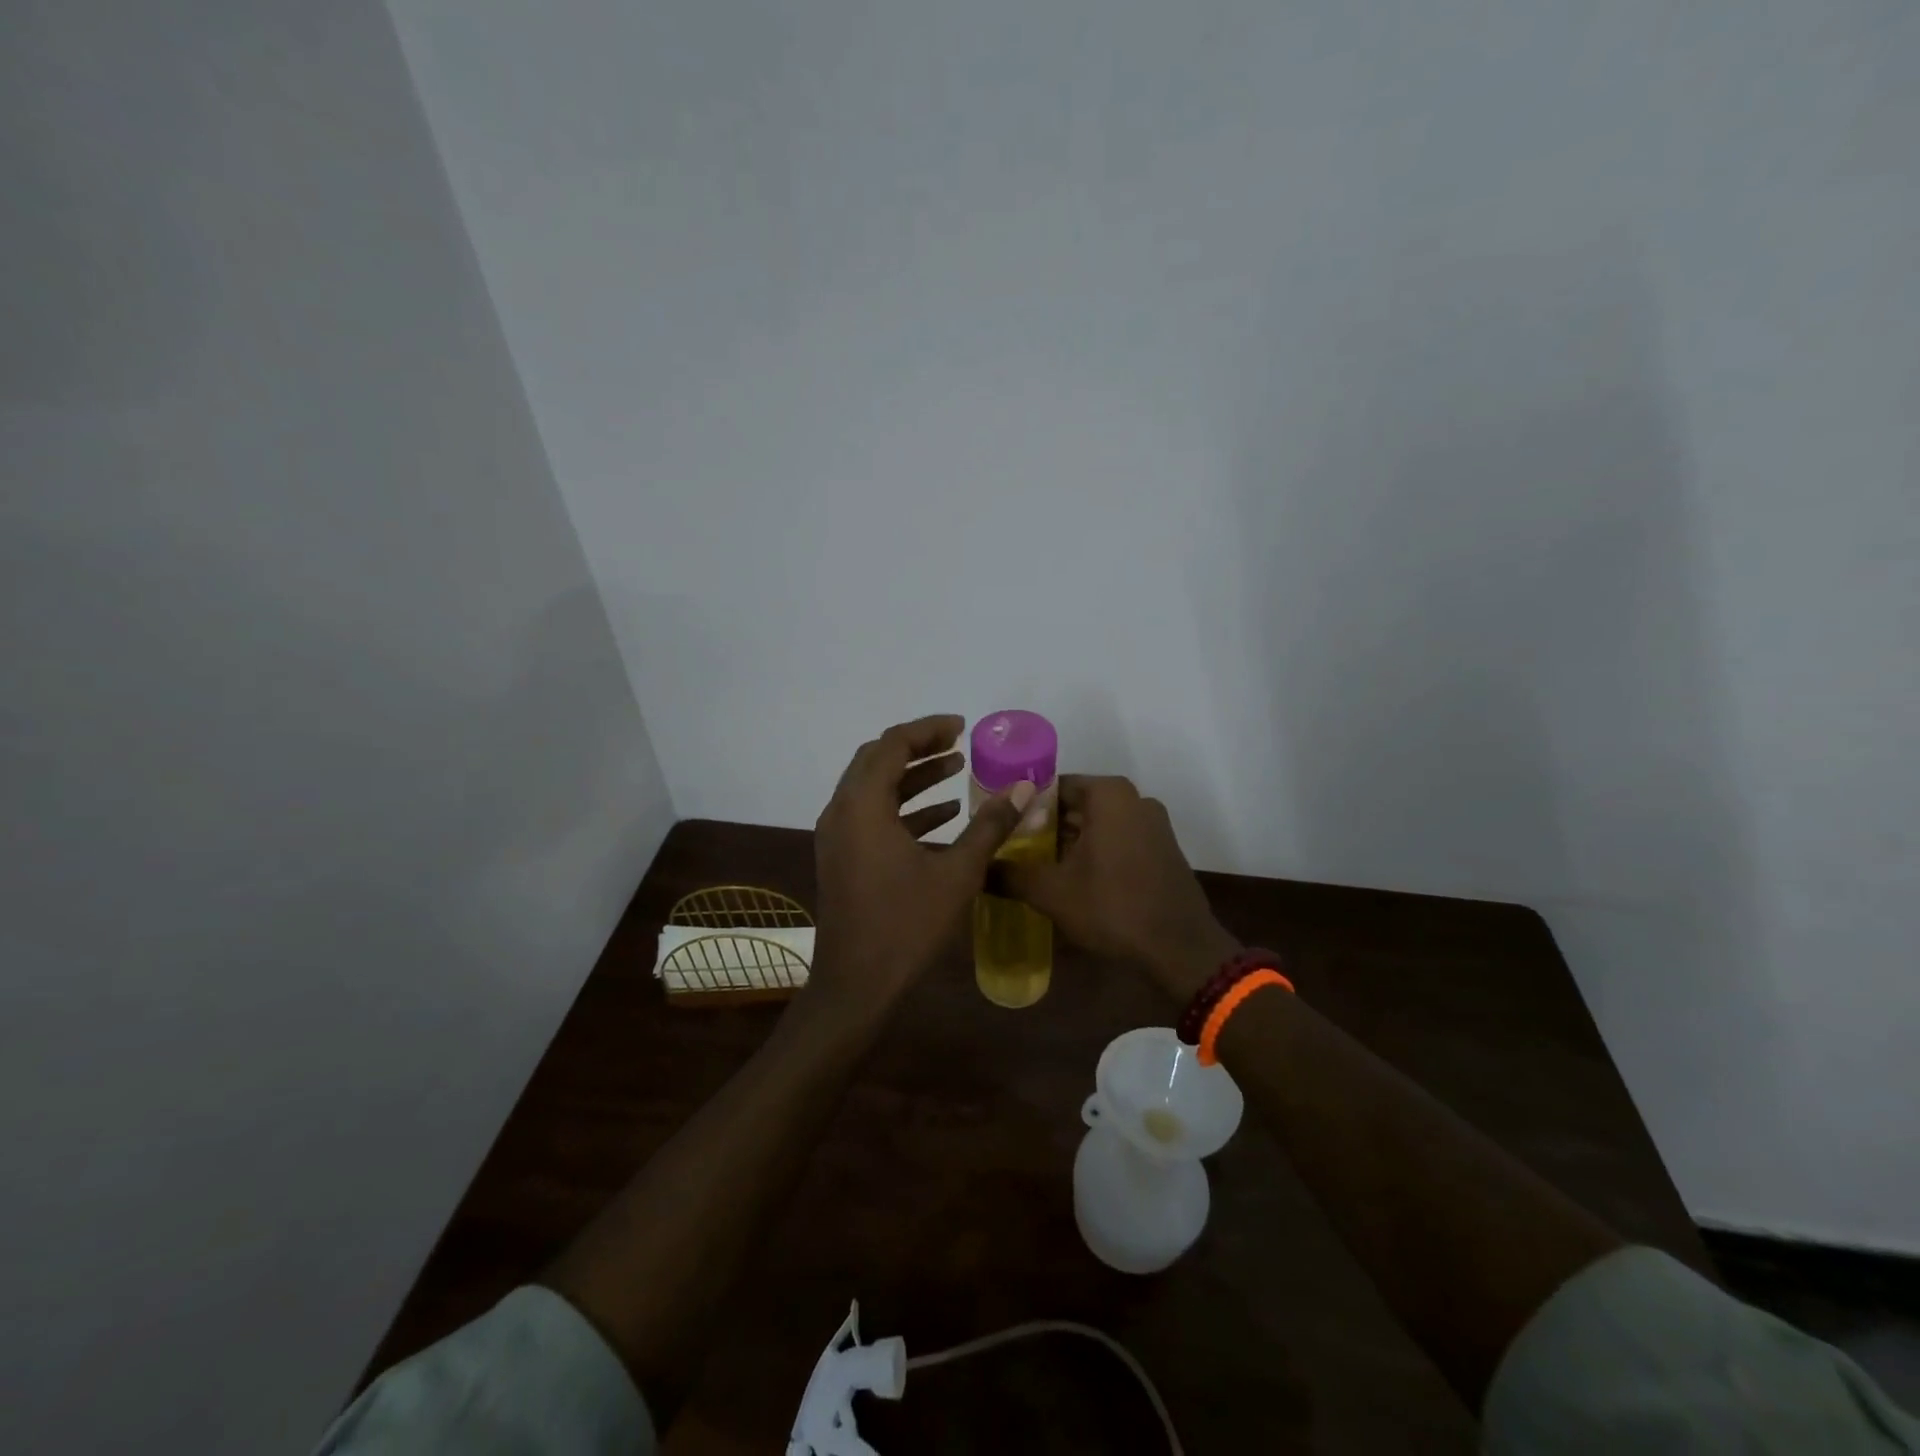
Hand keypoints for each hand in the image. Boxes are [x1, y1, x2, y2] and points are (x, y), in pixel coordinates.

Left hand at [810, 714, 1034, 1018]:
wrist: (856, 985)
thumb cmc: (906, 925)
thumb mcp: (957, 873)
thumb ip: (990, 825)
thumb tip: (1024, 788)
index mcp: (863, 805)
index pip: (893, 745)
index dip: (929, 730)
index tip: (963, 728)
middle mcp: (842, 811)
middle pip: (878, 759)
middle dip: (919, 748)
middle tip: (958, 745)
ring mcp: (837, 836)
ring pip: (873, 788)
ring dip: (913, 777)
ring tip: (957, 771)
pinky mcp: (842, 857)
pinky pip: (871, 816)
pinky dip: (903, 808)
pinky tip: (943, 815)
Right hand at [997, 775, 1236, 1002]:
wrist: (1179, 949)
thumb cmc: (1112, 907)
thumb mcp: (1051, 892)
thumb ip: (1010, 875)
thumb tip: (979, 869)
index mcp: (1109, 795)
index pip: (1053, 787)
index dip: (1024, 807)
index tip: (1002, 829)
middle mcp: (1134, 799)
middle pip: (1076, 806)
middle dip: (1045, 827)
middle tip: (1013, 850)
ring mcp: (1153, 824)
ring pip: (1098, 825)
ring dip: (1070, 843)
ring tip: (1037, 867)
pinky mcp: (1162, 850)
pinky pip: (1119, 840)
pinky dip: (1095, 853)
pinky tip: (1074, 880)